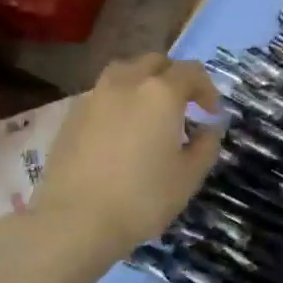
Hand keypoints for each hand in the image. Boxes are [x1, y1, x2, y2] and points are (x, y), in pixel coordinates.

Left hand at [27, 54, 222, 262]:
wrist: (75, 220)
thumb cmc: (141, 198)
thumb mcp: (188, 177)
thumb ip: (206, 145)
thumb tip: (210, 127)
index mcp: (160, 93)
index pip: (191, 71)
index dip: (206, 89)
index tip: (211, 114)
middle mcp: (126, 83)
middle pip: (155, 62)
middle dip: (173, 77)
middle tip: (182, 106)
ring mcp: (94, 96)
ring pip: (124, 72)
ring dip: (142, 83)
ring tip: (148, 112)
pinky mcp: (72, 114)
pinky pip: (102, 94)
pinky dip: (118, 100)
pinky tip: (120, 130)